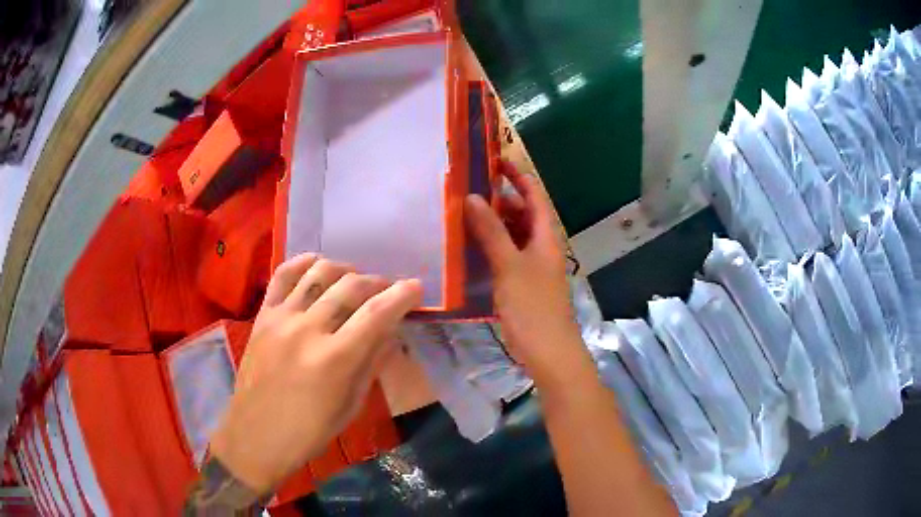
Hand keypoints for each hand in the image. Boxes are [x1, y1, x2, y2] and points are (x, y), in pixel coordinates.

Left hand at [209, 256, 421, 494]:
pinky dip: (304, 263)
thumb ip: (372, 363)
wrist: (256, 436)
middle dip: (378, 282)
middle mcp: (308, 330)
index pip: (377, 313)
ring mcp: (281, 318)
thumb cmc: (309, 431)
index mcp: (335, 360)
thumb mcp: (351, 405)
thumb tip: (391, 331)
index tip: (416, 288)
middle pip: (351, 286)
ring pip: (319, 273)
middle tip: (387, 291)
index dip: (402, 295)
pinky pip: (283, 275)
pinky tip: (317, 265)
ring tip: (354, 280)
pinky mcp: (263, 316)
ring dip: (345, 270)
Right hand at [465, 162, 594, 392]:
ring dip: (492, 222)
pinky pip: (506, 253)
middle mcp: (541, 244)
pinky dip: (491, 245)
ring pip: (513, 233)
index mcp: (546, 234)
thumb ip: (491, 231)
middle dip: (498, 198)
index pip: (533, 193)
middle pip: (522, 211)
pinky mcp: (522, 281)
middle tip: (466, 188)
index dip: (516, 175)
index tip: (492, 161)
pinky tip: (469, 246)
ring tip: (462, 213)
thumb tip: (471, 196)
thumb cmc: (532, 306)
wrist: (548, 351)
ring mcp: (532, 264)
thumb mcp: (509, 265)